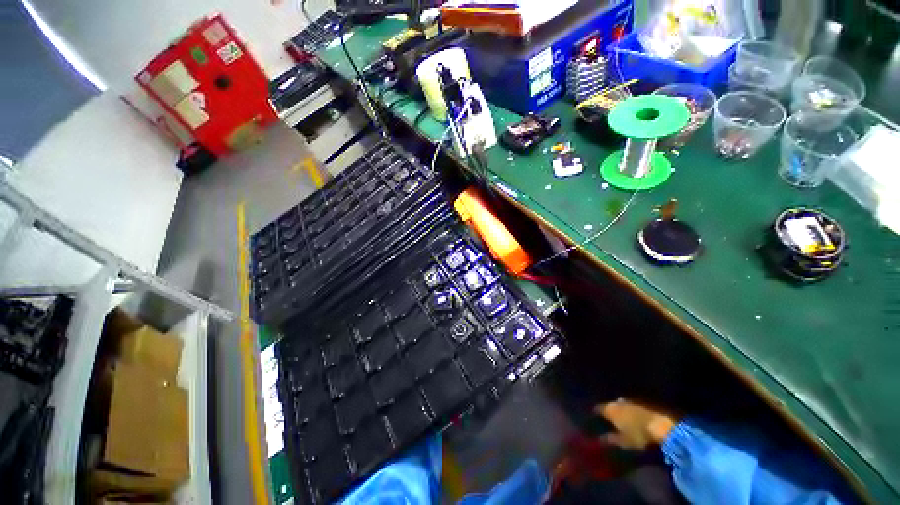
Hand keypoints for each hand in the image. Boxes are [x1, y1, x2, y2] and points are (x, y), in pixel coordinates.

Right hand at [595, 398, 678, 449]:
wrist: (660, 425)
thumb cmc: (638, 434)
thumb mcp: (624, 441)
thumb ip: (611, 439)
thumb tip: (600, 439)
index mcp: (610, 410)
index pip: (598, 409)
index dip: (595, 413)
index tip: (593, 417)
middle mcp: (617, 403)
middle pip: (609, 405)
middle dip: (608, 410)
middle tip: (606, 418)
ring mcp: (630, 402)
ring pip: (620, 404)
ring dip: (619, 410)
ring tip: (619, 417)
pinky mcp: (641, 404)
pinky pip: (630, 406)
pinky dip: (628, 410)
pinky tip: (631, 417)